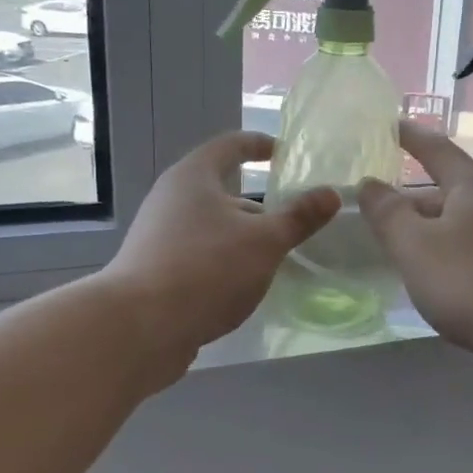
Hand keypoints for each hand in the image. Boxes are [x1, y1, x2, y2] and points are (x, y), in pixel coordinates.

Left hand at [104, 132, 338, 371]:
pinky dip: (224, 262)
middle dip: (257, 206)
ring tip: (275, 258)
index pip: (230, 146)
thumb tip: (330, 193)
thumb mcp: (265, 242)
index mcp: (194, 177)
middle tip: (292, 221)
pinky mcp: (155, 270)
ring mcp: (158, 236)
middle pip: (220, 190)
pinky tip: (243, 286)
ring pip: (211, 227)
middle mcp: (171, 199)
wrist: (141, 326)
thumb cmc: (207, 269)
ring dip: (242, 238)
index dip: (258, 145)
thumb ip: (299, 218)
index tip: (283, 153)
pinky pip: (199, 256)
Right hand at [359, 122, 472, 365]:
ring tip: (395, 244)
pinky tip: (429, 276)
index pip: (436, 149)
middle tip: (376, 208)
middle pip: (445, 192)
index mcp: (471, 188)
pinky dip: (443, 254)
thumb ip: (388, 214)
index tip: (390, 125)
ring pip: (456, 225)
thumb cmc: (472, 279)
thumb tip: (370, 185)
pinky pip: (468, 251)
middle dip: (410, 198)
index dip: (410, 136)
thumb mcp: (416, 245)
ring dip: (426, 230)